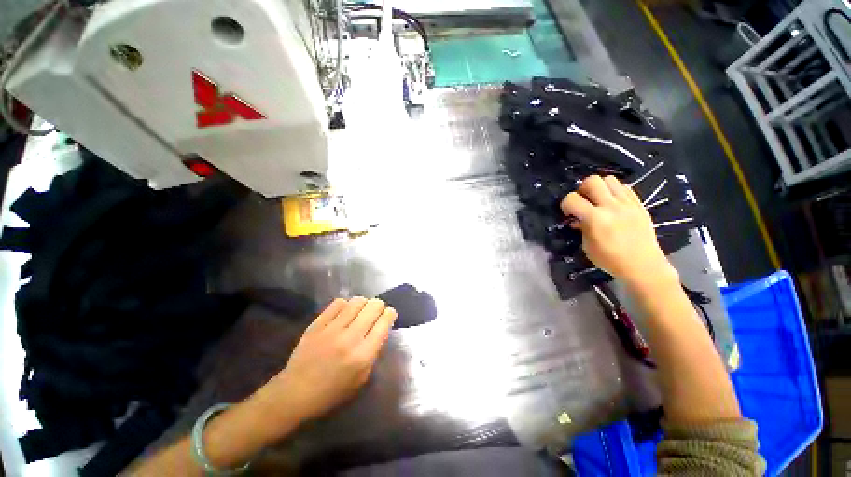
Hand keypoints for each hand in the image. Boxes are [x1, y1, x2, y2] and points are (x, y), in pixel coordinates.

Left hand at [252, 297, 396, 426]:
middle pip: (373, 306)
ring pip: (357, 301)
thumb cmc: (332, 392)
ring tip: (360, 311)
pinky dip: (345, 305)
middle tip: (376, 312)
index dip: (390, 314)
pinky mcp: (317, 324)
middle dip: (379, 306)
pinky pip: (338, 303)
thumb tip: (380, 329)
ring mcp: (332, 329)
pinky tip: (344, 312)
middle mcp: (350, 338)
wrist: (295, 393)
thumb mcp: (361, 379)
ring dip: (363, 303)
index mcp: (363, 355)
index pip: (384, 322)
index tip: (389, 315)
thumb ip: (374, 352)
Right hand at [560, 175, 676, 287]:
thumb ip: (581, 228)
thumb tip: (577, 220)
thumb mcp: (588, 246)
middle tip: (583, 201)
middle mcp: (611, 206)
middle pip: (592, 181)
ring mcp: (627, 204)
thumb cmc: (610, 260)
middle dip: (582, 188)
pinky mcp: (639, 205)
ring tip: (599, 200)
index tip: (568, 213)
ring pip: (609, 179)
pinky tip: (613, 204)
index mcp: (595, 219)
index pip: (572, 199)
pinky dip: (615, 191)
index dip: (565, 204)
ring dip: (599, 187)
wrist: (643, 265)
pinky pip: (625, 188)